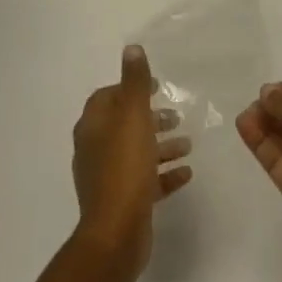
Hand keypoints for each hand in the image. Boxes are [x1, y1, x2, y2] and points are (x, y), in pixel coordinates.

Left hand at [71, 45, 192, 273]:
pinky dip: (164, 174)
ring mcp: (107, 178)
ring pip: (136, 153)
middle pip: (124, 125)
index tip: (156, 87)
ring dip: (161, 146)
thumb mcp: (133, 116)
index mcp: (93, 127)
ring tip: (188, 145)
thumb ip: (134, 82)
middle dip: (150, 118)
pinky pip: (145, 181)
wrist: (116, 233)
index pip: (108, 97)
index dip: (130, 88)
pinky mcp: (121, 202)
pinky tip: (186, 173)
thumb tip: (132, 48)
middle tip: (176, 116)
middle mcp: (95, 149)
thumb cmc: (124, 167)